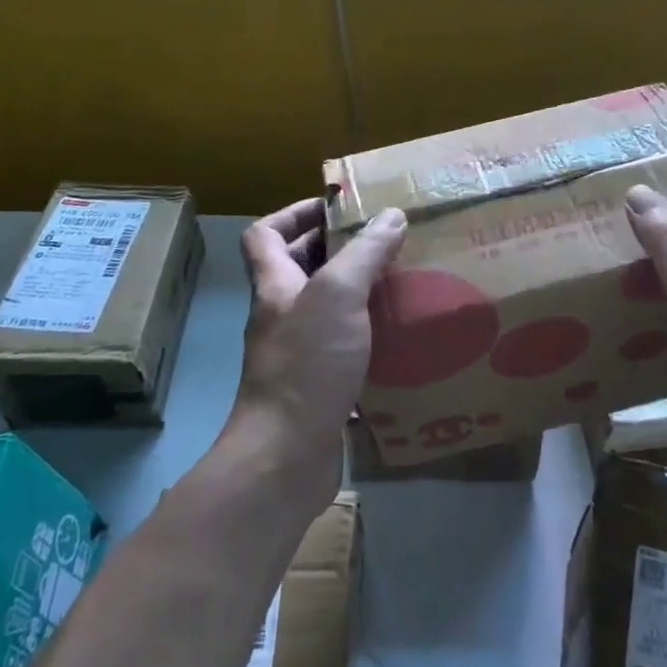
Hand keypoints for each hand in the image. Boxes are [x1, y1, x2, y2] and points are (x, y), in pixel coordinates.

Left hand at [232, 198, 407, 476]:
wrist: (286, 458)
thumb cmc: (306, 365)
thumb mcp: (339, 295)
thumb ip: (365, 253)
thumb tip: (391, 215)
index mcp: (276, 285)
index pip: (265, 234)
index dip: (294, 213)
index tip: (335, 208)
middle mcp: (282, 314)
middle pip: (298, 267)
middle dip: (337, 250)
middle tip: (383, 242)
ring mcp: (298, 353)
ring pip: (326, 308)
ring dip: (358, 292)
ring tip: (400, 281)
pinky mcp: (319, 386)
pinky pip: (344, 347)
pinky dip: (368, 336)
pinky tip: (401, 335)